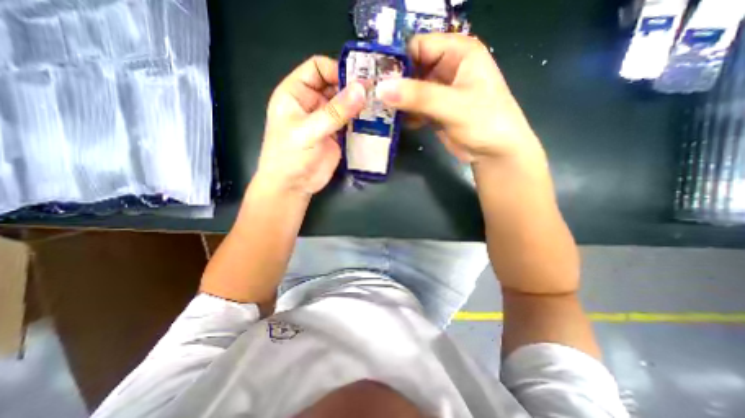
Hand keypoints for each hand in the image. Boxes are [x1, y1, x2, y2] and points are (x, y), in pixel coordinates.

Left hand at [258, 55, 366, 197]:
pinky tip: (374, 121)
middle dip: (353, 87)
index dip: (337, 69)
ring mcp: (326, 120)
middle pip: (335, 85)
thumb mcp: (309, 131)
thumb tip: (361, 90)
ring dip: (360, 104)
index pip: (317, 68)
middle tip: (376, 92)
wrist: (293, 186)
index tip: (359, 79)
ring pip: (345, 104)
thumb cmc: (290, 157)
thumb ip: (335, 112)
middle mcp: (312, 103)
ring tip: (380, 105)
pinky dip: (362, 121)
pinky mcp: (337, 135)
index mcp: (296, 93)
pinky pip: (351, 122)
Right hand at [379, 33, 541, 164]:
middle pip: (412, 69)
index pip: (419, 46)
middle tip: (371, 96)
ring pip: (410, 90)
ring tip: (376, 110)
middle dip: (393, 83)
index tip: (374, 76)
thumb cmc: (485, 122)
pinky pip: (413, 108)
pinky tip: (392, 122)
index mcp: (458, 53)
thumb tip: (381, 88)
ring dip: (396, 100)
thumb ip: (418, 96)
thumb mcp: (453, 105)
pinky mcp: (434, 111)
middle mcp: (447, 68)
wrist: (495, 153)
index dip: (396, 59)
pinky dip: (403, 114)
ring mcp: (439, 92)